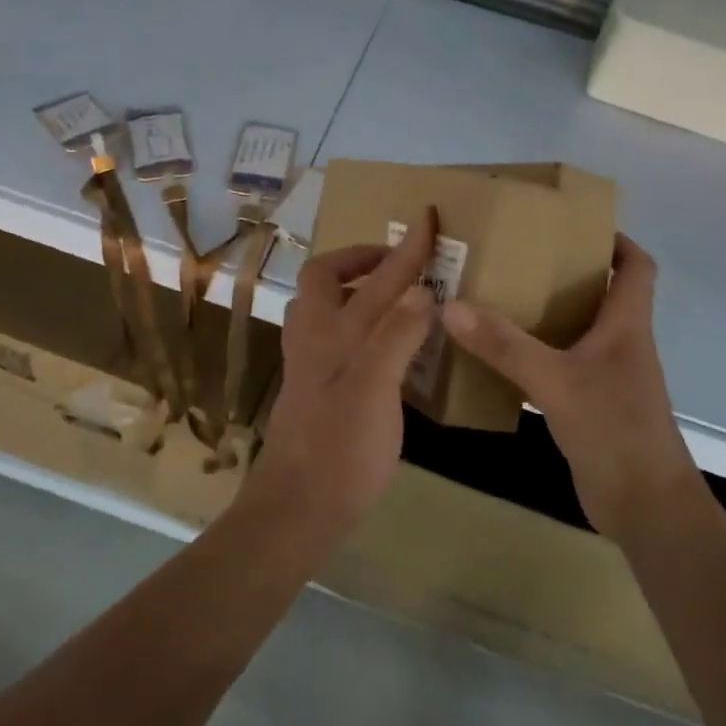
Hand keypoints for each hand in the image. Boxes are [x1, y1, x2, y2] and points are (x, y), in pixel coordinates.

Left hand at [247, 209, 437, 540]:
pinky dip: (354, 320)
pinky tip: (379, 343)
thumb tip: (420, 290)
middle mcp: (315, 338)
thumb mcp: (375, 390)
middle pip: (325, 277)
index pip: (376, 277)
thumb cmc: (340, 449)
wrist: (297, 508)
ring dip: (352, 287)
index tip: (427, 217)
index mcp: (333, 332)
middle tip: (395, 263)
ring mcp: (309, 364)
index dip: (405, 247)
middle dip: (359, 258)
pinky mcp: (314, 388)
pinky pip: (332, 334)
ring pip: (323, 305)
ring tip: (388, 294)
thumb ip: (396, 336)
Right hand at [441, 234, 697, 543]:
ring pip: (578, 328)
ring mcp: (608, 376)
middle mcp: (621, 343)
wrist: (646, 508)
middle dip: (565, 270)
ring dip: (547, 311)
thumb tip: (451, 306)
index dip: (615, 239)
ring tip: (499, 295)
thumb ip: (504, 345)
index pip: (637, 266)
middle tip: (516, 255)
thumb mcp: (554, 381)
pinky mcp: (592, 404)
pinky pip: (563, 363)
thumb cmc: (614, 430)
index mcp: (626, 324)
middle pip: (601, 292)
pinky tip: (501, 353)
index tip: (573, 224)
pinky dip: (538, 352)